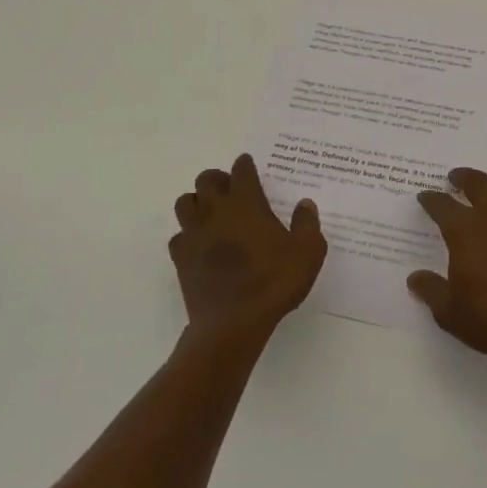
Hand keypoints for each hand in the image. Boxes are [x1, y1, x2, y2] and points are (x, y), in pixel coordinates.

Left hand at [170, 154, 326, 341]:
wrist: (233, 322)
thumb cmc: (274, 283)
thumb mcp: (308, 253)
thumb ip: (308, 224)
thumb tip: (305, 203)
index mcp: (246, 203)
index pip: (241, 171)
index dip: (245, 165)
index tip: (247, 165)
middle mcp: (216, 210)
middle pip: (206, 179)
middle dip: (217, 179)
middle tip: (229, 190)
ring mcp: (194, 233)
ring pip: (185, 202)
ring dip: (197, 202)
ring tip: (210, 214)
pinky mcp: (180, 257)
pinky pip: (178, 236)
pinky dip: (187, 236)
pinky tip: (200, 246)